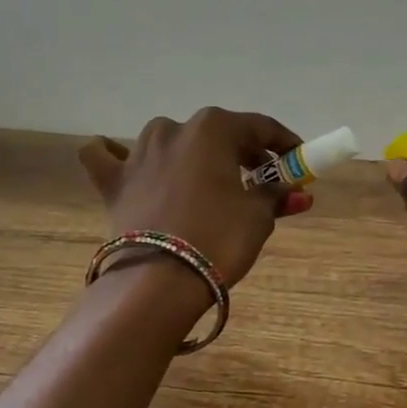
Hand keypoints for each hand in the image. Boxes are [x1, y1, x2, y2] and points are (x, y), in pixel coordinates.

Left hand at [79, 108, 311, 288]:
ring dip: (191, 154)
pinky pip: (108, 157)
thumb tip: (297, 191)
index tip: (298, 161)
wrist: (160, 280)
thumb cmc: (219, 239)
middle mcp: (173, 129)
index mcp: (213, 128)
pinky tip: (127, 163)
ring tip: (207, 180)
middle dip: (243, 153)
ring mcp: (138, 153)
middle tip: (263, 180)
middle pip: (217, 134)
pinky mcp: (113, 181)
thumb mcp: (258, 216)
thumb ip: (276, 195)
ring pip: (169, 140)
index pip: (260, 127)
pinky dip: (117, 156)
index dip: (284, 144)